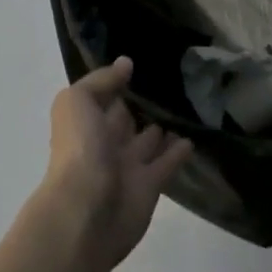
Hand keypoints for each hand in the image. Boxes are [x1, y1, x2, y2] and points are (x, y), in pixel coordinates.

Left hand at [38, 57, 192, 271]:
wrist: (86, 212)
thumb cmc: (79, 150)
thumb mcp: (78, 102)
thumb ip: (101, 81)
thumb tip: (126, 63)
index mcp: (84, 120)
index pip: (104, 95)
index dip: (118, 80)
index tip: (142, 60)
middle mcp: (104, 141)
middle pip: (125, 117)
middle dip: (141, 102)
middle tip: (171, 81)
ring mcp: (127, 165)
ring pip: (148, 140)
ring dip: (162, 126)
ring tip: (186, 105)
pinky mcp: (150, 186)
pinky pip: (167, 163)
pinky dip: (179, 151)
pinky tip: (194, 136)